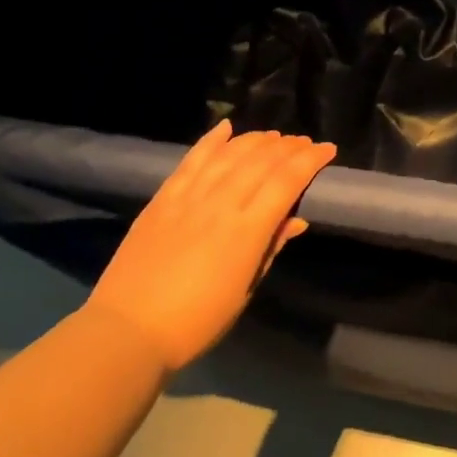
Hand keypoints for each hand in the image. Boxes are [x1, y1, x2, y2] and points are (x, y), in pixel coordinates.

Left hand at [84, 120, 335, 371]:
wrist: (129, 329)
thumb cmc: (197, 321)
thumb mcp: (244, 290)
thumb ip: (270, 249)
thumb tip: (296, 220)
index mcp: (247, 231)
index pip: (286, 181)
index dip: (310, 160)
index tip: (328, 149)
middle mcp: (220, 204)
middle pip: (261, 161)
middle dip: (288, 146)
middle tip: (304, 142)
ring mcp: (189, 197)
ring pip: (229, 154)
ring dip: (256, 140)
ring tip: (274, 136)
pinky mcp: (163, 198)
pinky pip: (191, 159)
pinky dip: (211, 140)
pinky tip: (227, 127)